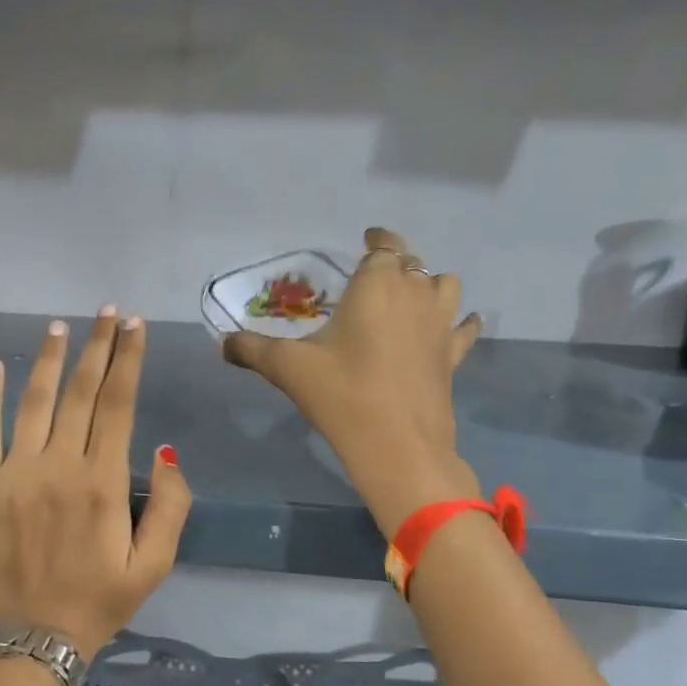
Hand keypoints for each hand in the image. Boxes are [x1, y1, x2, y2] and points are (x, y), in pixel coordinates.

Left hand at [0, 308, 191, 659]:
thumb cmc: (101, 600)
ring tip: (60, 327)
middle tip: (107, 312)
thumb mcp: (156, 564)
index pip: (119, 403)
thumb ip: (172, 505)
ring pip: (35, 401)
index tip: (136, 326)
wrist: (34, 637)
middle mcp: (59, 465)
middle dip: (98, 346)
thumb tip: (164, 451)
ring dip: (50, 360)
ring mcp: (15, 473)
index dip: (129, 359)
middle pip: (82, 392)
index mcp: (103, 481)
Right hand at [223, 228, 481, 534]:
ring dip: (430, 283)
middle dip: (395, 264)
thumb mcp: (288, 368)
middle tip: (373, 278)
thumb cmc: (342, 394)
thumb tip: (223, 343)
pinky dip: (461, 322)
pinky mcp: (452, 356)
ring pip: (445, 285)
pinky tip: (456, 325)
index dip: (377, 240)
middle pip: (412, 263)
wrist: (398, 446)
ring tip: (412, 295)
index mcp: (376, 285)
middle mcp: (414, 294)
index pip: (384, 246)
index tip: (367, 239)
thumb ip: (252, 350)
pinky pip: (463, 328)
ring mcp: (439, 324)